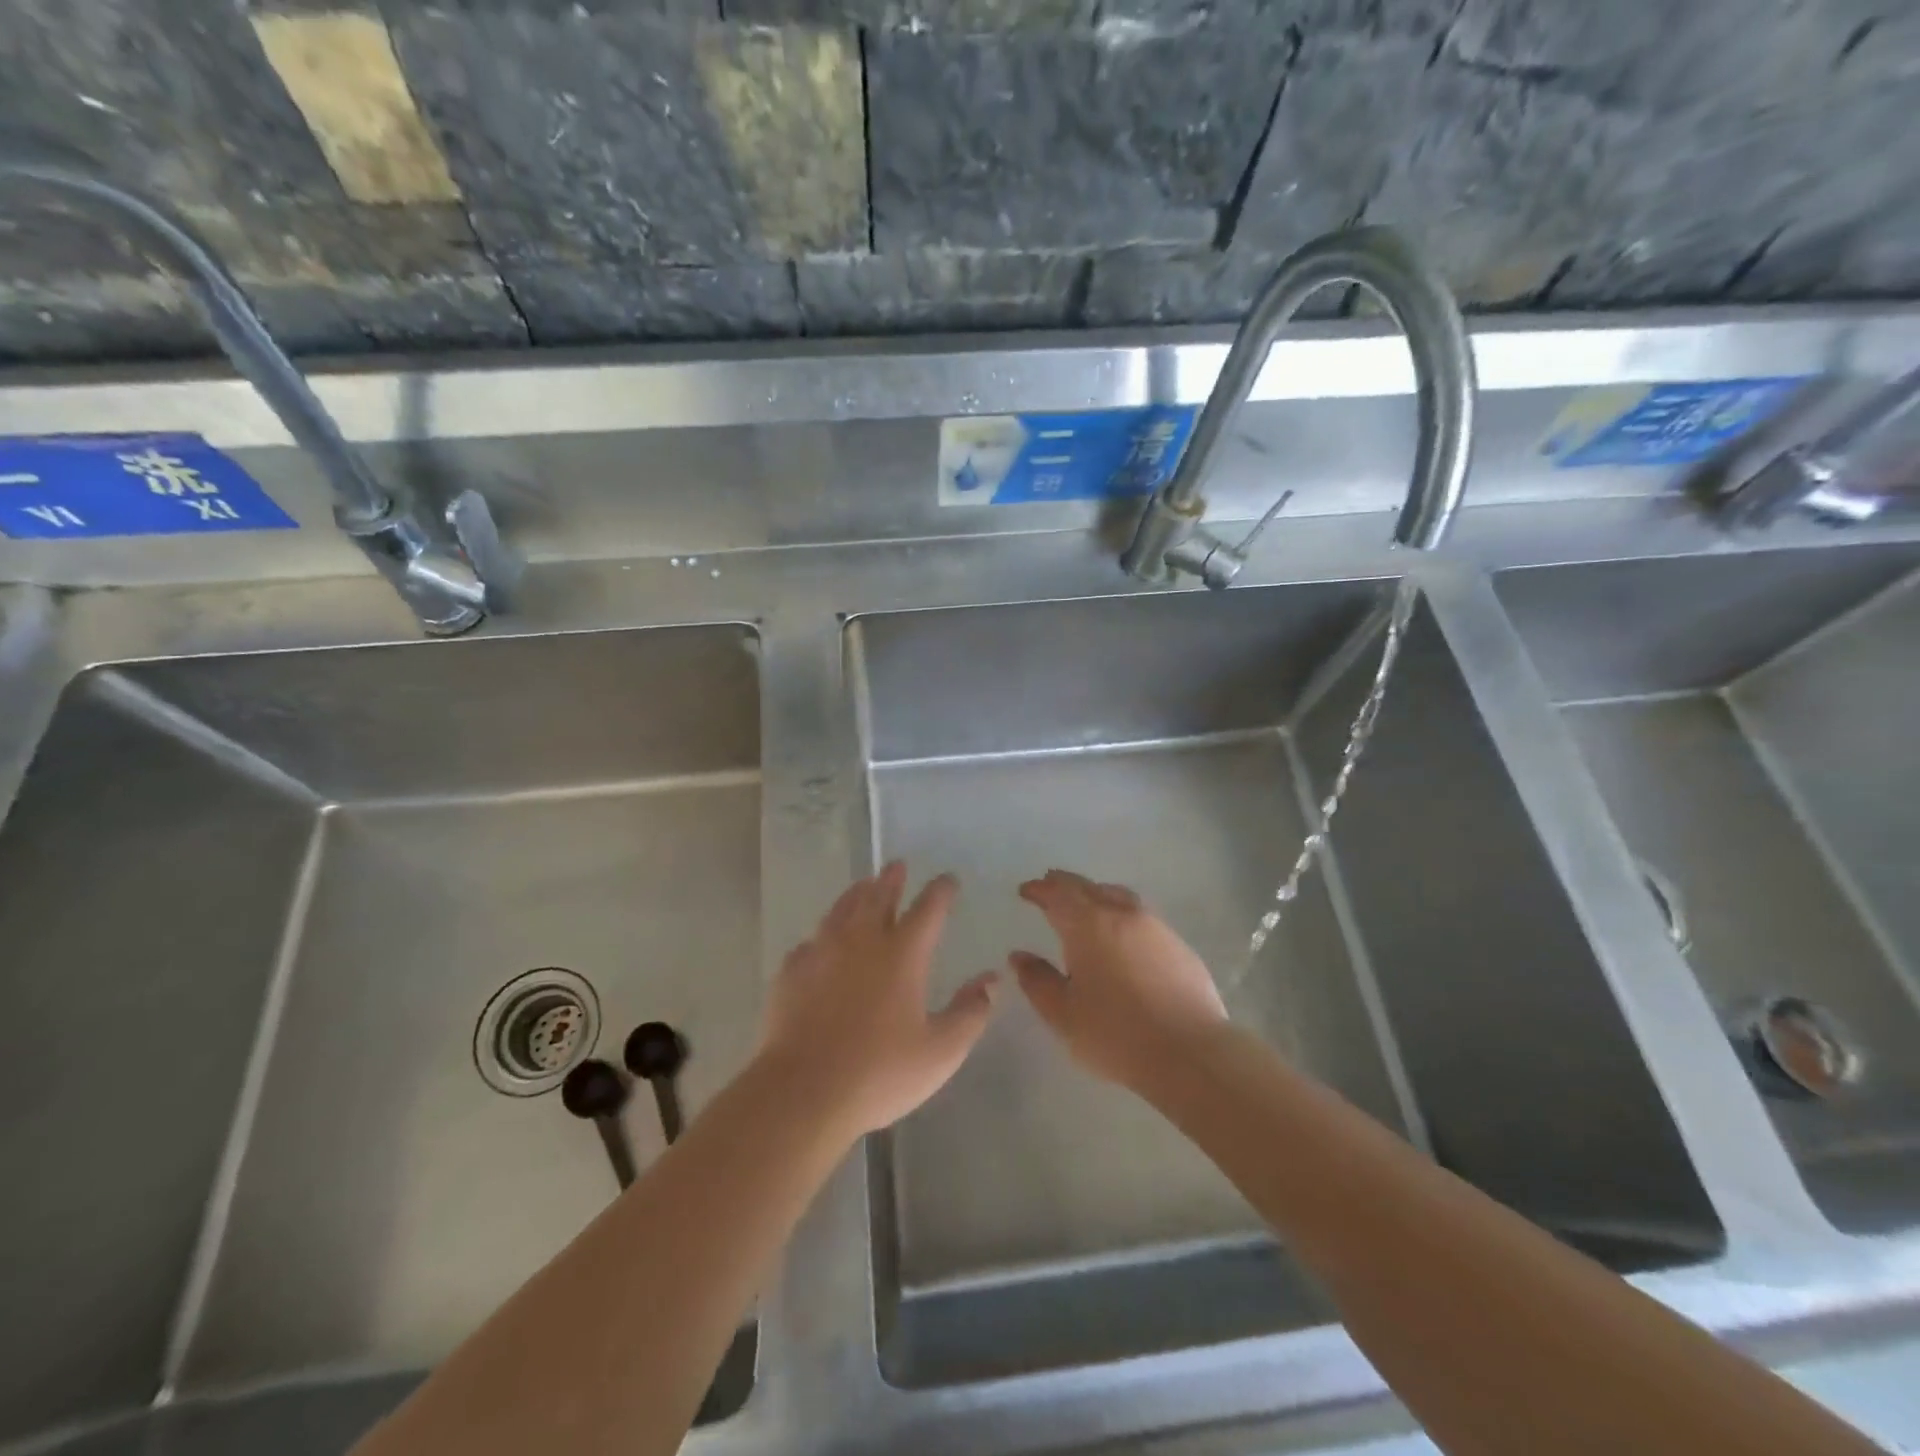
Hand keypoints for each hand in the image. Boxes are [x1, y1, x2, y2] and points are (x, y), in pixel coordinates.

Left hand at [758, 862, 997, 1140]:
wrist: (803, 1091)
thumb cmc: (880, 1072)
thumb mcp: (941, 1051)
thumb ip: (970, 1012)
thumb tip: (992, 978)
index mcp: (903, 954)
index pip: (928, 909)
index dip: (941, 891)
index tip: (948, 879)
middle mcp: (862, 941)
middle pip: (878, 896)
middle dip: (892, 879)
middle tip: (896, 865)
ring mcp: (822, 952)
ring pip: (841, 910)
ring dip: (856, 894)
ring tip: (862, 885)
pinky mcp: (791, 972)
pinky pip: (810, 942)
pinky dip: (822, 935)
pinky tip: (819, 943)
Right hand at [1011, 869, 1228, 1093]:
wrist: (1190, 1052)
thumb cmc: (1116, 1034)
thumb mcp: (1063, 1014)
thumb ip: (1038, 981)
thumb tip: (1019, 956)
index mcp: (1088, 925)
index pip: (1058, 894)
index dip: (1040, 889)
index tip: (1026, 890)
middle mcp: (1122, 914)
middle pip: (1089, 888)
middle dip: (1065, 885)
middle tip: (1050, 886)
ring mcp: (1156, 927)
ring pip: (1119, 896)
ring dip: (1096, 894)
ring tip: (1086, 904)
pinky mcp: (1179, 946)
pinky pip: (1141, 917)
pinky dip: (1122, 915)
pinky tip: (1122, 935)